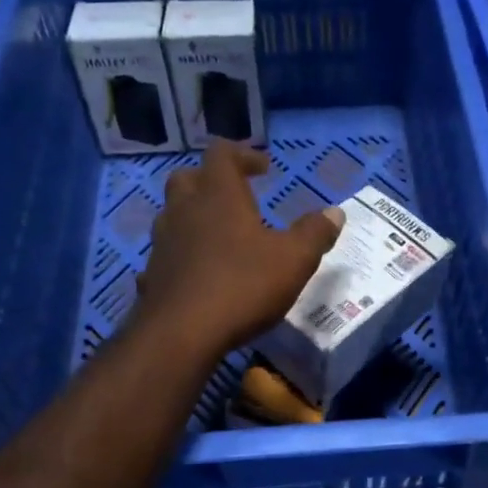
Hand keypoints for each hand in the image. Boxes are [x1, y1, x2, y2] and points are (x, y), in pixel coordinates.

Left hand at [134, 142, 343, 360]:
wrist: (182, 333)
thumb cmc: (243, 285)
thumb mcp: (294, 260)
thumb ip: (314, 233)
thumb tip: (335, 212)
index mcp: (219, 196)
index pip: (222, 154)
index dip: (243, 155)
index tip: (263, 168)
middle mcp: (184, 210)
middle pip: (188, 178)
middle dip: (211, 181)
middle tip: (235, 197)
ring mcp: (163, 243)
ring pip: (173, 215)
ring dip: (194, 218)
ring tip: (219, 237)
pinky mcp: (152, 274)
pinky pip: (166, 255)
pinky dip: (181, 256)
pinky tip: (196, 274)